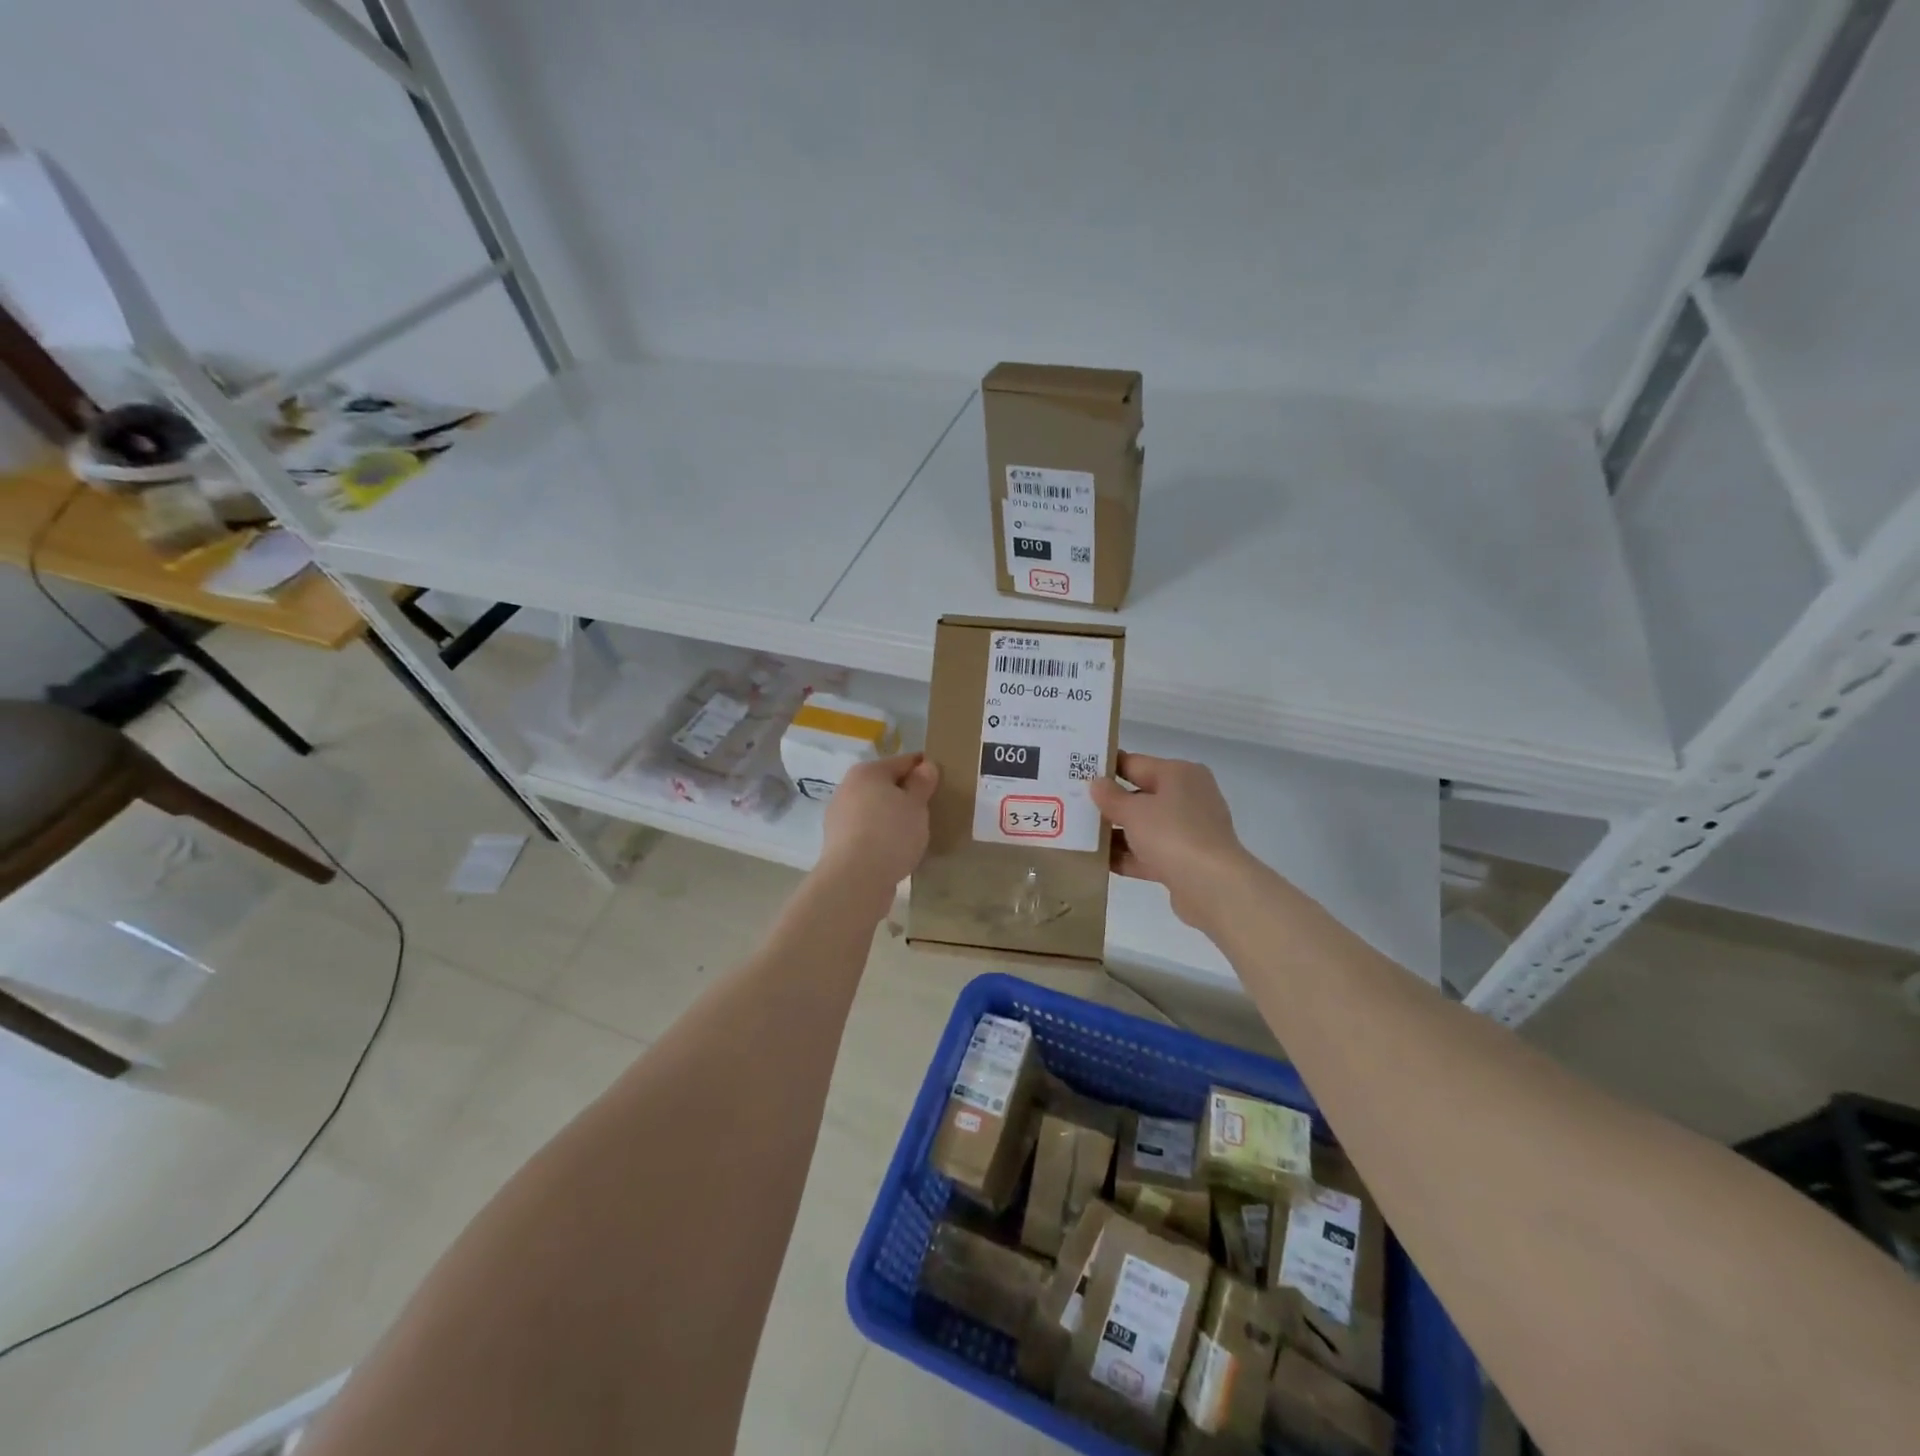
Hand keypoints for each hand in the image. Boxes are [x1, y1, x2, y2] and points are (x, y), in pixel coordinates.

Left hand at [816, 752, 939, 906]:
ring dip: (894, 817)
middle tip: (932, 808)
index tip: (943, 780)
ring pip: (876, 810)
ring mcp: (840, 817)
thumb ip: (922, 783)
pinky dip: (883, 836)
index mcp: (866, 772)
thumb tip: (926, 766)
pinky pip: (868, 832)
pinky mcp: (839, 844)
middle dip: (907, 794)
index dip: (925, 768)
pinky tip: (898, 849)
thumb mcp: (916, 805)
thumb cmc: (890, 833)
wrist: (855, 880)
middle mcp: (848, 788)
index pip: (903, 761)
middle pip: (885, 785)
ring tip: (917, 832)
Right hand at [1090, 752, 1257, 928]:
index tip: (1075, 773)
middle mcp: (1187, 797)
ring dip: (1115, 833)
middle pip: (1139, 795)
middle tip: (1071, 807)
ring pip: (1143, 827)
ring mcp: (1187, 830)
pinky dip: (1127, 856)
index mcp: (1179, 774)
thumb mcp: (1134, 811)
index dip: (1105, 768)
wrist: (1212, 886)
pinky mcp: (1184, 860)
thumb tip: (1097, 783)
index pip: (1135, 763)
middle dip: (1108, 804)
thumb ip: (1111, 797)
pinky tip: (1097, 862)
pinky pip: (1148, 853)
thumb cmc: (1172, 834)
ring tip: (1078, 837)